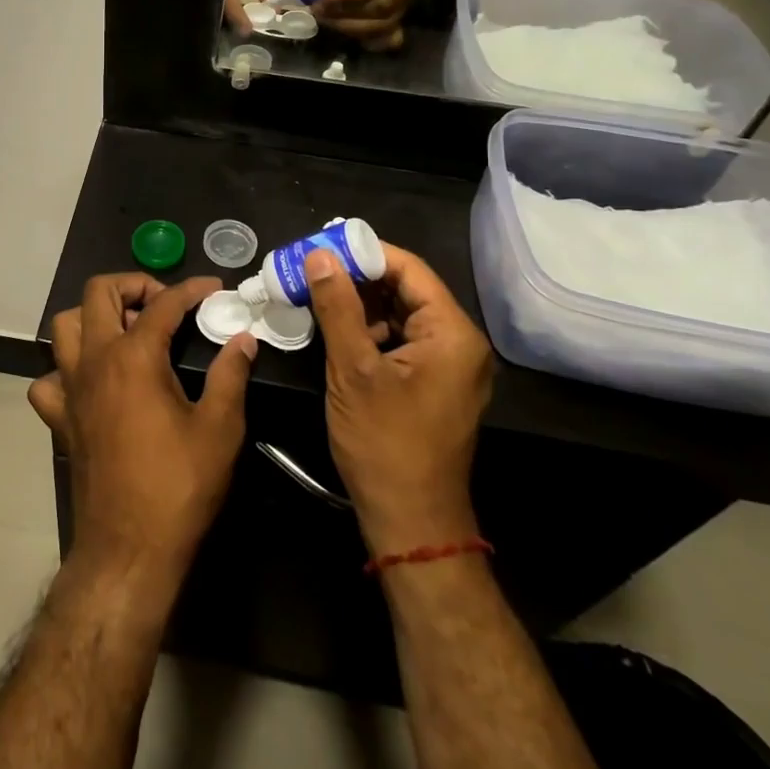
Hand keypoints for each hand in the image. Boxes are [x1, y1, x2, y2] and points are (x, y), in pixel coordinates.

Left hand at [32, 274, 257, 580]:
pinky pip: (50, 378)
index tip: (214, 289)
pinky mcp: (60, 418)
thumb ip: (231, 375)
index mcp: (133, 357)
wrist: (128, 550)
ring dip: (94, 317)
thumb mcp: (219, 429)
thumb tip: (243, 339)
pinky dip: (67, 369)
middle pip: (98, 293)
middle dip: (133, 284)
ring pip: (65, 326)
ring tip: (128, 332)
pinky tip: (93, 382)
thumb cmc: (178, 487)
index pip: (162, 303)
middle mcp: (94, 360)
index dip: (191, 289)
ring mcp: (70, 388)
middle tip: (163, 304)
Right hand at [303, 244, 490, 552]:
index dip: (365, 253)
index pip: (409, 269)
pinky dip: (368, 330)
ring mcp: (447, 365)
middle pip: (406, 289)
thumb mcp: (353, 370)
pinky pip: (400, 340)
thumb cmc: (384, 443)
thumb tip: (320, 256)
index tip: (321, 246)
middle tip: (311, 267)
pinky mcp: (432, 384)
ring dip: (359, 303)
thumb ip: (337, 306)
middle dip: (358, 277)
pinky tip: (334, 327)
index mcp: (452, 333)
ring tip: (315, 291)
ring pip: (399, 315)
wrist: (411, 522)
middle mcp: (458, 343)